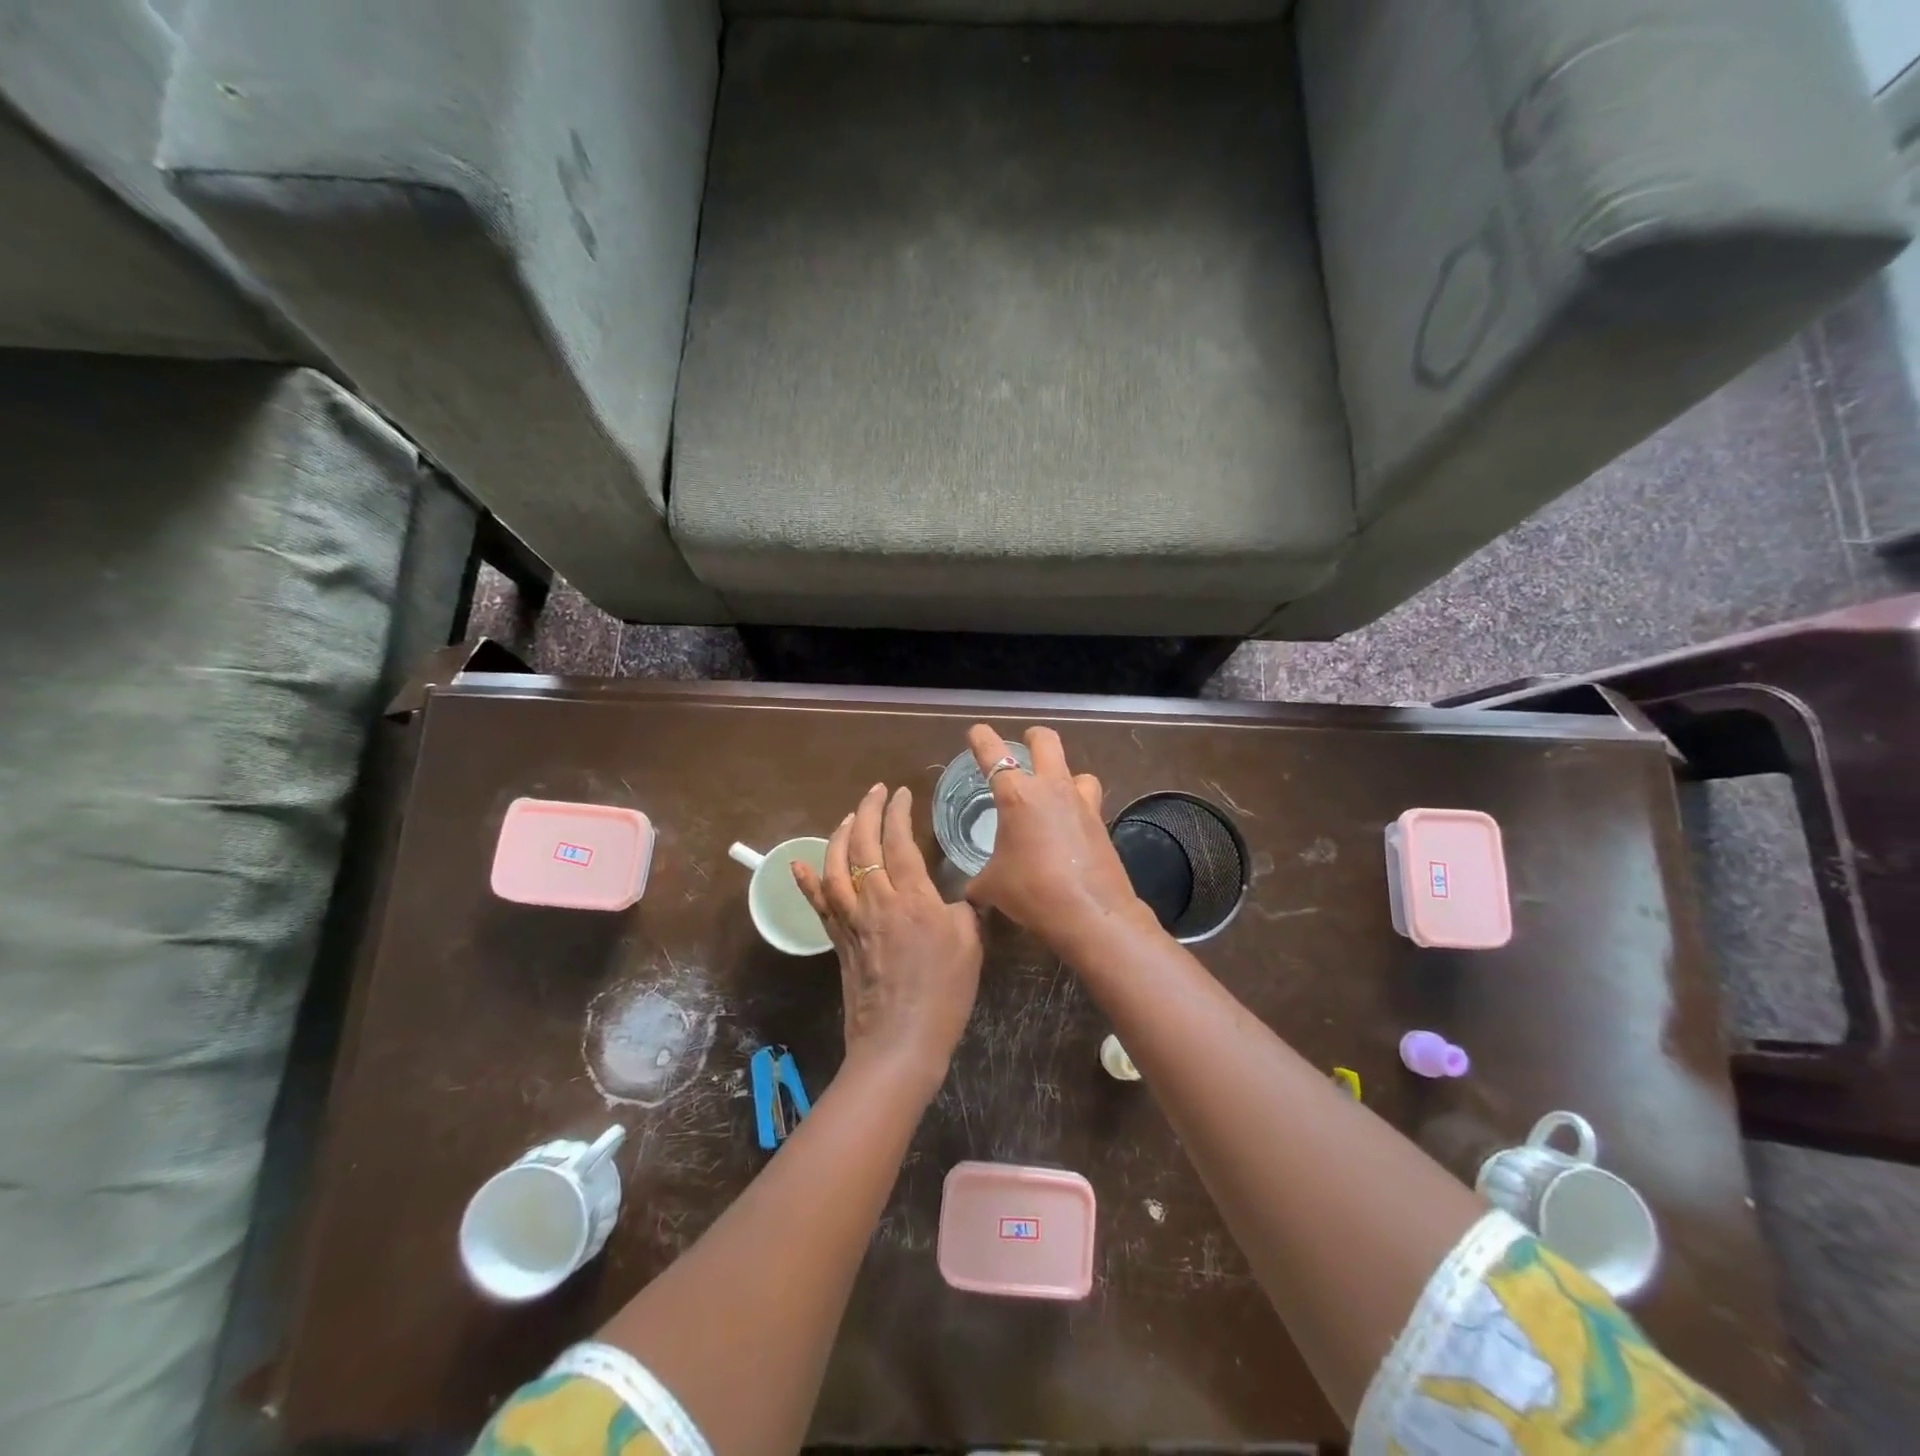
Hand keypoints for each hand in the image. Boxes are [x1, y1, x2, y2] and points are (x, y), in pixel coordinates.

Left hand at [793, 784, 981, 1097]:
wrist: (900, 1043)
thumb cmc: (944, 994)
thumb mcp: (970, 944)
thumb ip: (965, 910)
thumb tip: (961, 894)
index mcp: (912, 898)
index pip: (898, 842)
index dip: (898, 812)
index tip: (901, 793)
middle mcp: (876, 901)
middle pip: (863, 845)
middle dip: (868, 811)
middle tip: (876, 791)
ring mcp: (852, 921)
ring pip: (836, 867)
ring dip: (840, 836)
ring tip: (850, 817)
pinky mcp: (838, 941)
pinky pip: (818, 904)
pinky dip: (807, 881)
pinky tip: (798, 863)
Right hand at [962, 724, 1156, 951]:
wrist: (1090, 913)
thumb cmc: (1032, 891)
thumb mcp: (992, 887)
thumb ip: (979, 882)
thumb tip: (971, 893)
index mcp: (1017, 795)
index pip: (993, 754)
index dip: (982, 738)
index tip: (976, 732)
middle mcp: (1051, 789)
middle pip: (1046, 742)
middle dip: (1033, 738)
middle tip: (1025, 746)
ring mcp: (1082, 804)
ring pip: (1078, 771)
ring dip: (1065, 776)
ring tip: (1055, 793)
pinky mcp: (1102, 824)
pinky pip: (1089, 803)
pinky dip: (1078, 809)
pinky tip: (1069, 831)